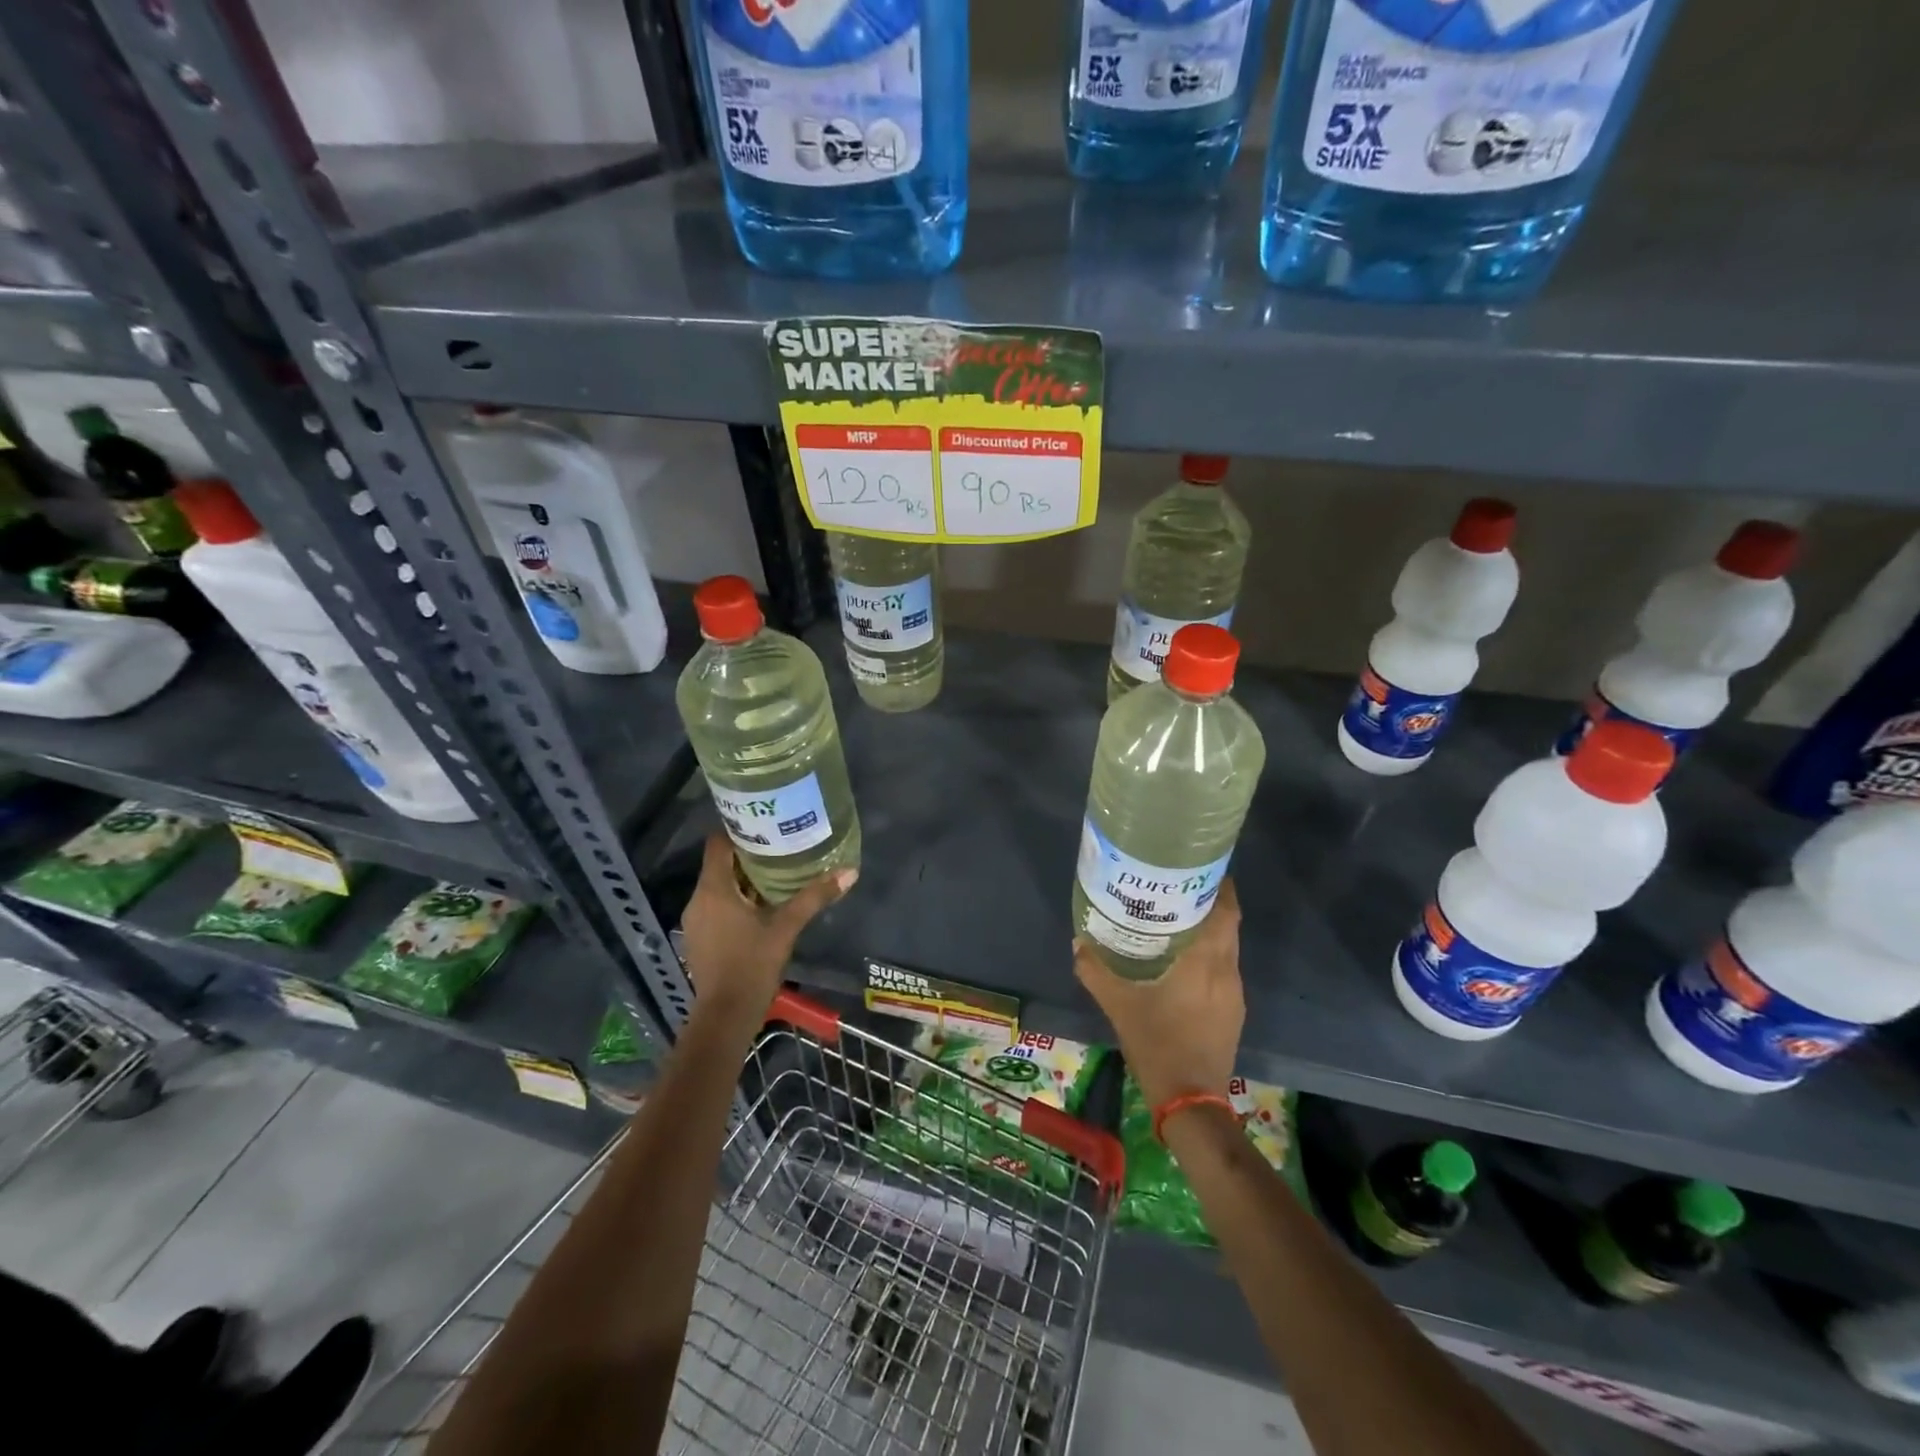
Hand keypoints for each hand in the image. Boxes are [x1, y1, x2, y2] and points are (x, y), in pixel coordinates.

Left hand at [680, 833, 855, 1021]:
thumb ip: (814, 897)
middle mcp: (698, 899)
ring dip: (743, 877)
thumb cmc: (752, 965)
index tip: (765, 821)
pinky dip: (735, 898)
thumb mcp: (786, 927)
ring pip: (719, 885)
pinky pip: (716, 904)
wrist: (725, 1016)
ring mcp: (696, 920)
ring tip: (775, 869)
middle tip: (780, 843)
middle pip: (720, 863)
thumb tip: (849, 872)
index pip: (718, 843)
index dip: (738, 828)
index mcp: (714, 889)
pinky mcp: (699, 937)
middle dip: (747, 853)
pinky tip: (761, 903)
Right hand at [1074, 879, 1243, 1109]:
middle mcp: (1227, 972)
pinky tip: (1183, 961)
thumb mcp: (1118, 1005)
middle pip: (1228, 925)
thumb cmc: (1157, 1043)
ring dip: (1209, 930)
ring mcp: (1234, 994)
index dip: (1218, 886)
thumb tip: (1078, 942)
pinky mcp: (1233, 1012)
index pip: (1225, 911)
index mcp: (1206, 962)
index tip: (1199, 868)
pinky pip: (1224, 970)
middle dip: (1208, 903)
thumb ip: (1096, 971)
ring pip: (1227, 949)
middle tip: (1177, 889)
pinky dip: (1209, 956)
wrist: (1191, 1101)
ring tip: (1176, 918)